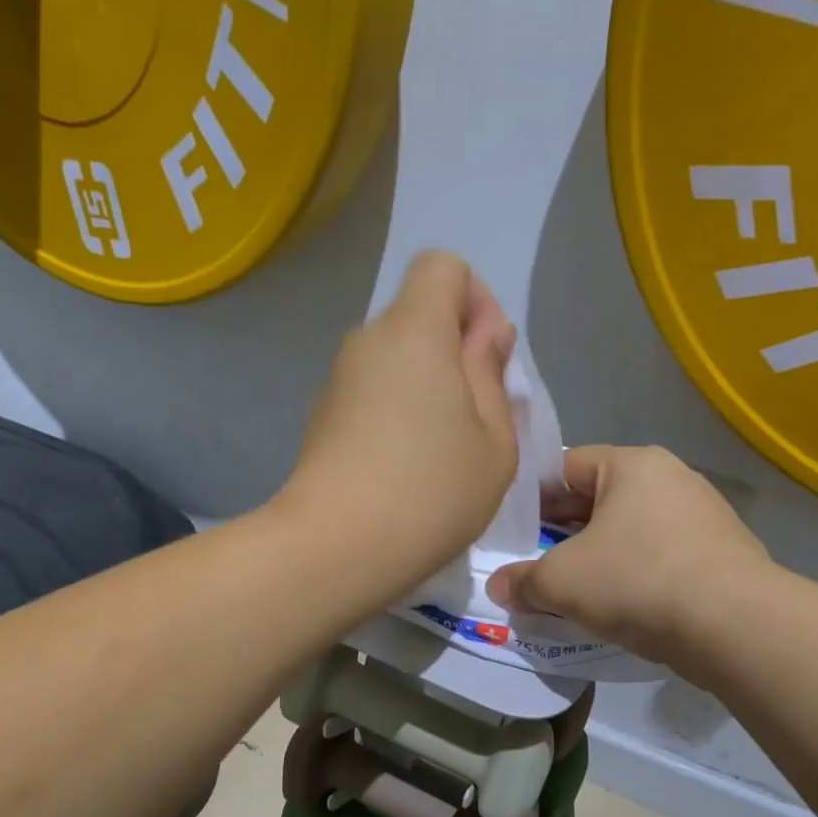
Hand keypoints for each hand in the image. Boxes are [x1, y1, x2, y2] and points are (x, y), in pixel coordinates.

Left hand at [281, 251, 517, 597]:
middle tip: (476, 420)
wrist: (336, 548)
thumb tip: (484, 335)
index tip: (488, 360)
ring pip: (396, 361)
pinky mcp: (323, 419)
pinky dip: (397, 415)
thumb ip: (491, 374)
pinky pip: (373, 394)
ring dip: (427, 389)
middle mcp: (367, 342)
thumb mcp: (494, 439)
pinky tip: (406, 470)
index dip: (475, 301)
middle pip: (418, 317)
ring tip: (444, 454)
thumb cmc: (431, 492)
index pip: (442, 267)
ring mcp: (338, 382)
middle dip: (455, 353)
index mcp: (414, 331)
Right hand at [487, 446, 774, 663]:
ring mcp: (702, 516)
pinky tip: (616, 605)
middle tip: (533, 560)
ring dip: (597, 555)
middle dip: (563, 531)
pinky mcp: (721, 555)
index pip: (566, 466)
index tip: (512, 530)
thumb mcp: (561, 581)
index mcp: (632, 464)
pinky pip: (659, 556)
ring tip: (571, 587)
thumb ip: (522, 581)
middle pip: (599, 499)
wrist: (735, 626)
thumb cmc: (637, 580)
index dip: (533, 497)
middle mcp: (671, 478)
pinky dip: (632, 574)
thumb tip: (499, 588)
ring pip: (629, 530)